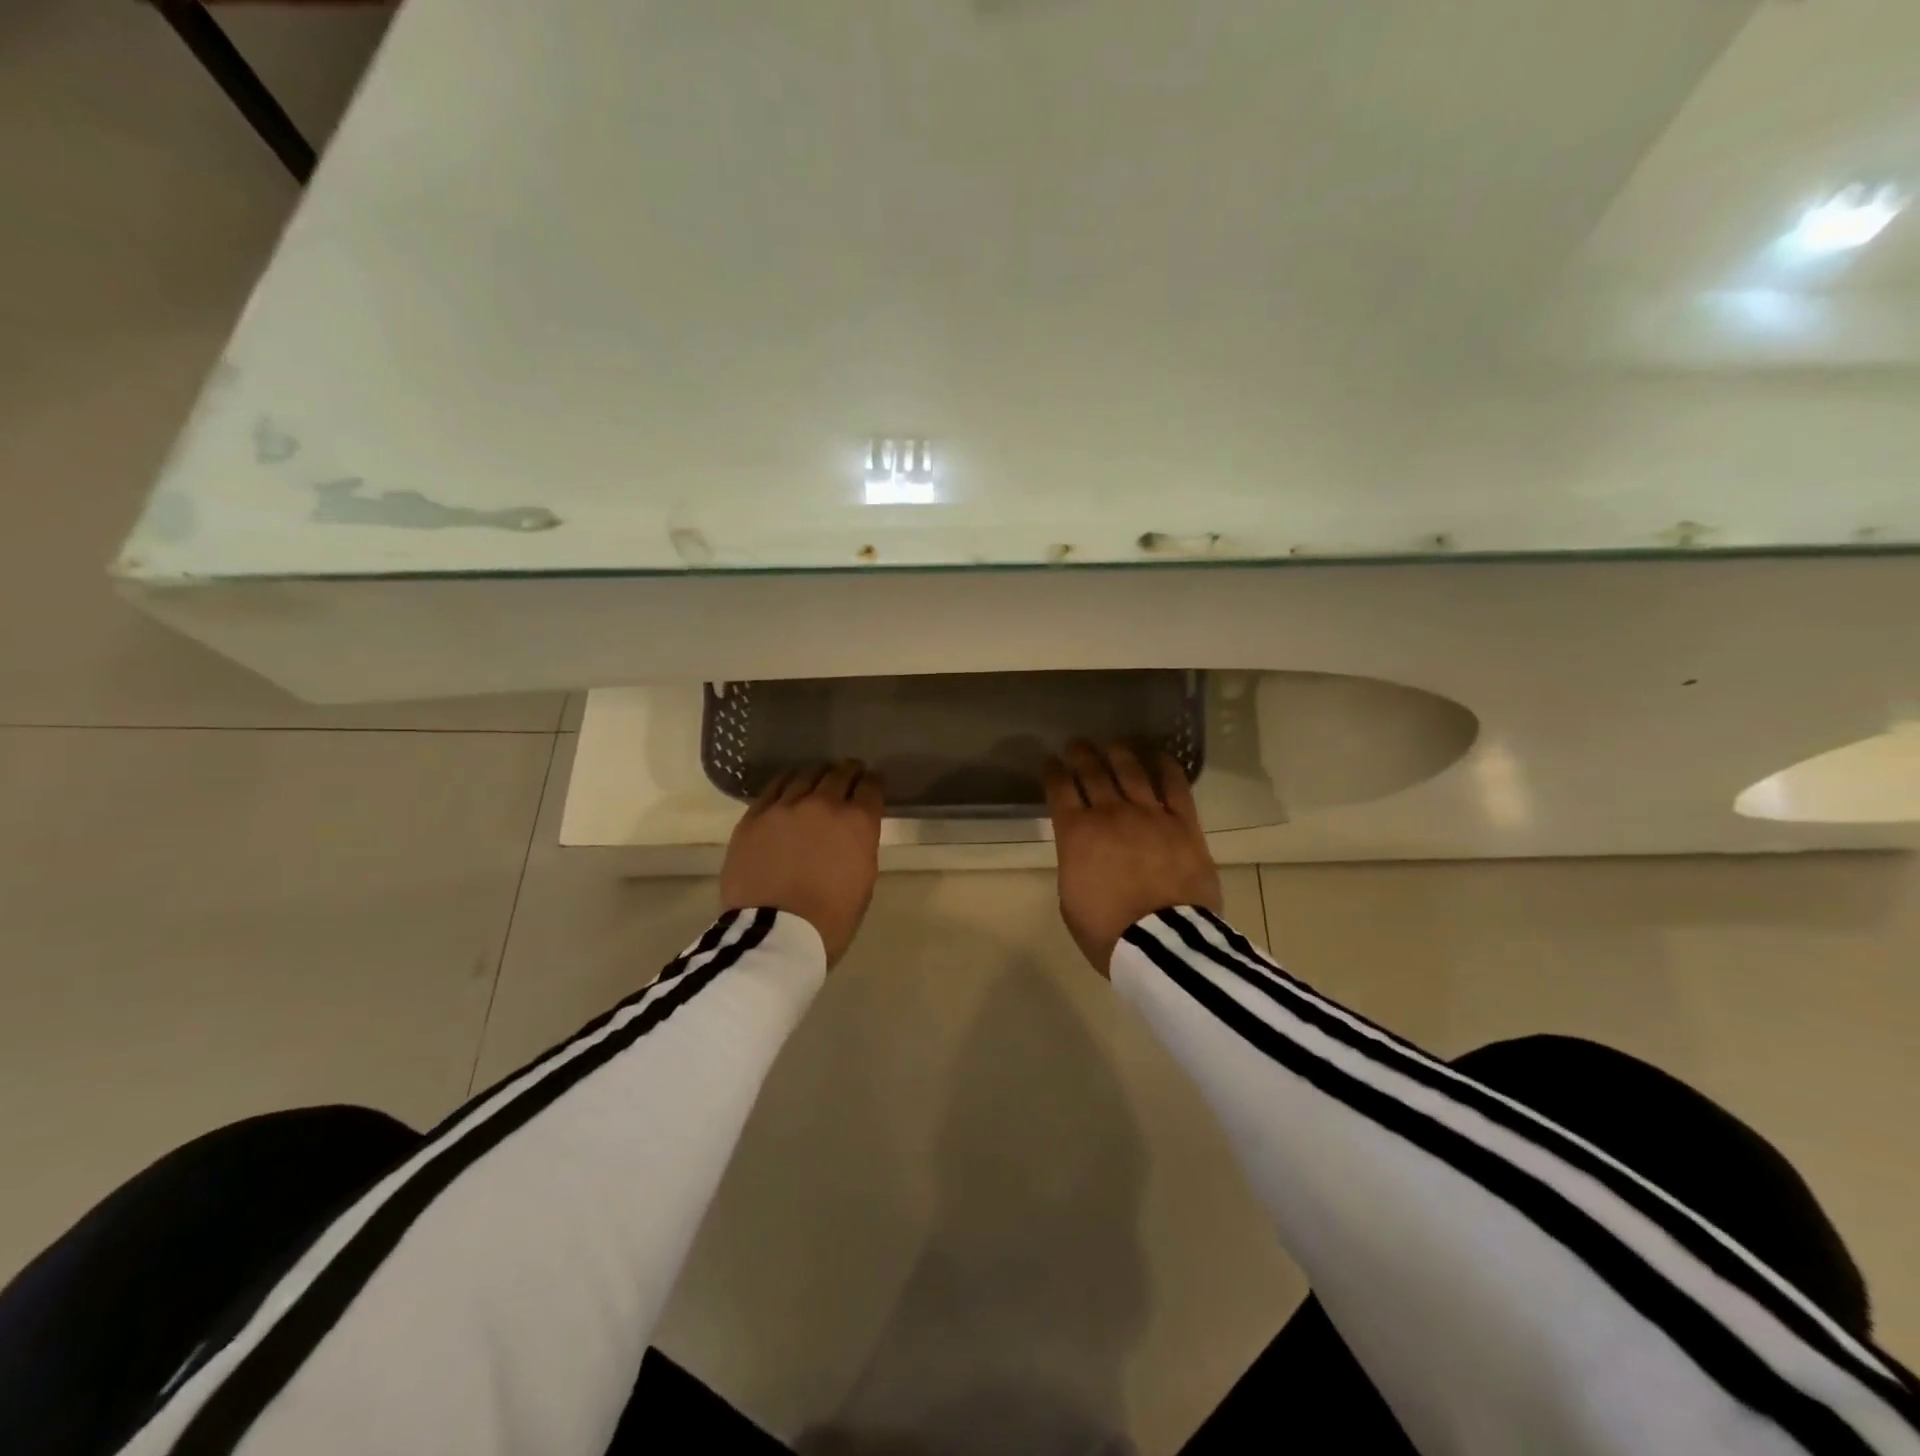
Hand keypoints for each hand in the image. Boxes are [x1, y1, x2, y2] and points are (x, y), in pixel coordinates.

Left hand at [721, 761, 884, 967]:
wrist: (774, 933)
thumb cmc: (830, 919)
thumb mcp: (864, 882)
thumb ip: (860, 847)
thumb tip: (852, 834)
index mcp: (857, 823)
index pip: (871, 788)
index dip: (873, 783)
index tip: (872, 784)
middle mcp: (823, 804)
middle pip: (839, 775)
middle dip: (849, 772)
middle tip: (850, 773)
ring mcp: (785, 807)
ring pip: (805, 776)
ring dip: (818, 774)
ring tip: (819, 775)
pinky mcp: (754, 817)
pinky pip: (773, 788)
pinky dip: (786, 782)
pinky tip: (789, 783)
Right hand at [1044, 742, 1222, 976]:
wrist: (1162, 945)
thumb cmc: (1107, 931)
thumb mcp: (1070, 900)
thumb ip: (1074, 864)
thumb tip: (1083, 852)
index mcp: (1075, 833)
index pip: (1059, 790)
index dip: (1052, 772)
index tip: (1050, 762)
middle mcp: (1110, 813)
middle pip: (1092, 772)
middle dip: (1080, 755)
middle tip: (1076, 745)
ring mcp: (1149, 814)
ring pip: (1131, 771)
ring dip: (1118, 753)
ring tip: (1113, 744)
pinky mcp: (1183, 823)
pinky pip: (1175, 785)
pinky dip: (1165, 766)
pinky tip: (1158, 756)